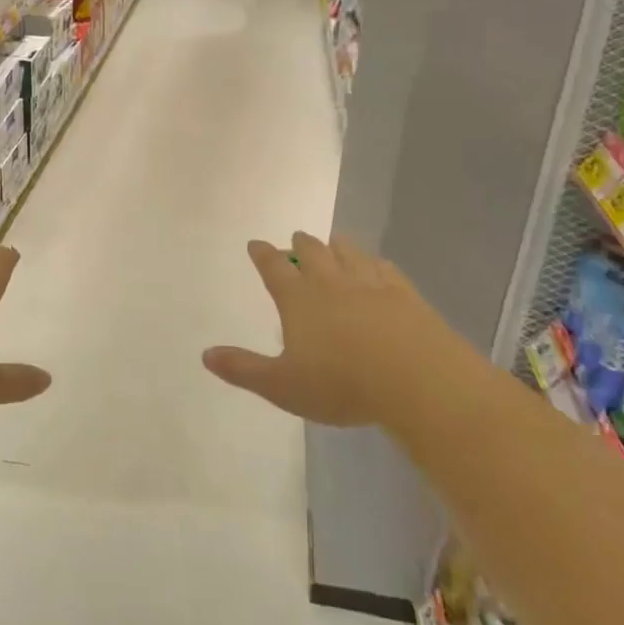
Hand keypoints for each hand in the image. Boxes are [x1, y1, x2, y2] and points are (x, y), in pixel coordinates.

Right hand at [203, 232, 457, 425]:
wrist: (417, 381)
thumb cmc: (342, 384)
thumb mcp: (282, 386)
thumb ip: (243, 369)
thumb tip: (206, 354)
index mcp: (299, 299)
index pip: (274, 269)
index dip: (263, 255)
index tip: (256, 244)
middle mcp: (332, 283)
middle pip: (313, 253)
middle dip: (301, 245)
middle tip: (297, 238)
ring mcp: (371, 285)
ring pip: (350, 254)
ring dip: (338, 246)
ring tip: (334, 241)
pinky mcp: (405, 296)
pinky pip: (386, 270)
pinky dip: (376, 263)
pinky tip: (378, 264)